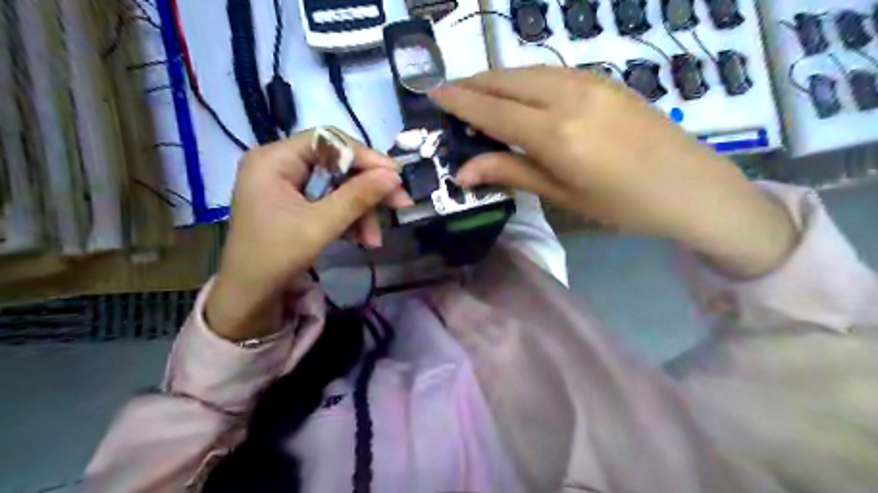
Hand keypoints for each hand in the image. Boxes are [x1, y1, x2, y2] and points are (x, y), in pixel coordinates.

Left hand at [207, 130, 408, 340]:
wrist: (249, 298)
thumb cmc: (275, 257)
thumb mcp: (320, 225)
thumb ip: (358, 197)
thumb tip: (394, 176)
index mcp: (274, 160)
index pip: (327, 141)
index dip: (365, 156)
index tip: (395, 176)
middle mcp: (280, 165)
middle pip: (336, 164)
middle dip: (367, 190)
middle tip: (399, 204)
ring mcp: (287, 185)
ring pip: (338, 186)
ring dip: (361, 211)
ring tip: (374, 240)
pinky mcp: (296, 204)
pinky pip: (331, 202)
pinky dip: (349, 219)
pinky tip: (362, 240)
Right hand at [431, 68, 800, 279]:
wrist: (693, 188)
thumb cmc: (624, 206)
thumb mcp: (563, 195)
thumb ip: (512, 172)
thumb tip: (463, 171)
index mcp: (555, 133)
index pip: (491, 109)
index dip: (458, 100)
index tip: (432, 93)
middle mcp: (568, 96)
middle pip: (506, 80)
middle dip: (473, 84)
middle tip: (449, 94)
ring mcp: (589, 82)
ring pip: (527, 71)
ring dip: (497, 80)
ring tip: (478, 95)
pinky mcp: (604, 80)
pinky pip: (550, 72)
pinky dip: (524, 80)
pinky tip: (519, 95)